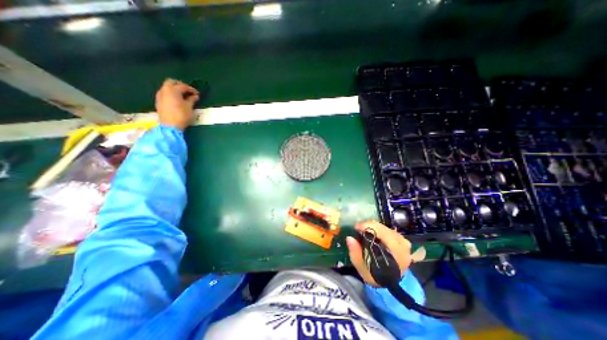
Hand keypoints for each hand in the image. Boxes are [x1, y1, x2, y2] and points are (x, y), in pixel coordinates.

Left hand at [154, 78, 199, 129]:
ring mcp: (160, 95)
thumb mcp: (189, 107)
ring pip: (167, 88)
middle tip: (188, 91)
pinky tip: (177, 100)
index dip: (191, 89)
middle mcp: (164, 90)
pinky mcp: (159, 101)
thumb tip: (195, 96)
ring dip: (175, 90)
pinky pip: (165, 94)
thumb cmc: (182, 115)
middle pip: (171, 82)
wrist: (170, 126)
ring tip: (183, 96)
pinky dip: (171, 94)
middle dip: (180, 85)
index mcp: (173, 90)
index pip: (183, 86)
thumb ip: (192, 100)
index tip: (197, 94)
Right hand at [346, 221, 412, 286]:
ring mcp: (403, 241)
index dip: (367, 227)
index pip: (382, 232)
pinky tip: (371, 232)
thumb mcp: (362, 268)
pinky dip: (377, 228)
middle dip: (368, 225)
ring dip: (372, 227)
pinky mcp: (401, 239)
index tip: (355, 227)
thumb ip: (355, 253)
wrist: (389, 282)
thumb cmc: (375, 275)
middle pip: (383, 228)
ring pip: (384, 226)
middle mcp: (402, 244)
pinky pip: (387, 228)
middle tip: (357, 228)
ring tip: (363, 230)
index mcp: (396, 252)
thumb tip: (349, 238)